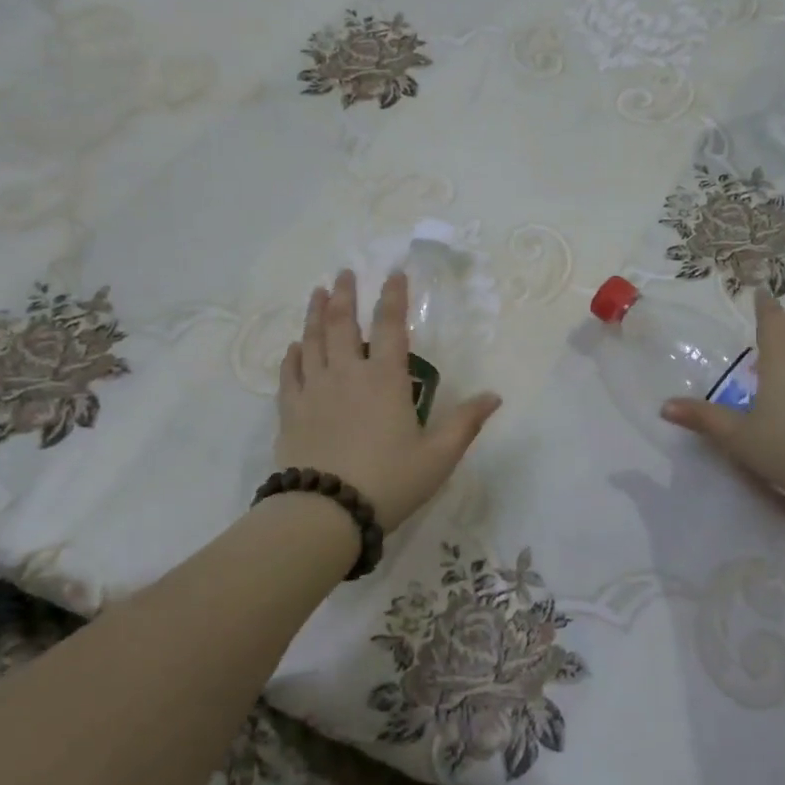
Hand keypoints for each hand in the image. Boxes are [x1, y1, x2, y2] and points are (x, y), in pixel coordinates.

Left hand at [276, 269, 500, 532]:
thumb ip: (465, 423)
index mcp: (385, 380)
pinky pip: (290, 373)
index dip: (393, 296)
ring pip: (312, 341)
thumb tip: (494, 396)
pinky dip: (293, 355)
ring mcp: (314, 390)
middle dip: (344, 294)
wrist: (326, 512)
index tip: (393, 273)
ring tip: (316, 292)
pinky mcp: (291, 411)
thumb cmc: (389, 481)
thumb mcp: (438, 457)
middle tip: (343, 273)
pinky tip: (294, 346)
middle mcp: (347, 374)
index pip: (389, 325)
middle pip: (342, 323)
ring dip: (314, 314)